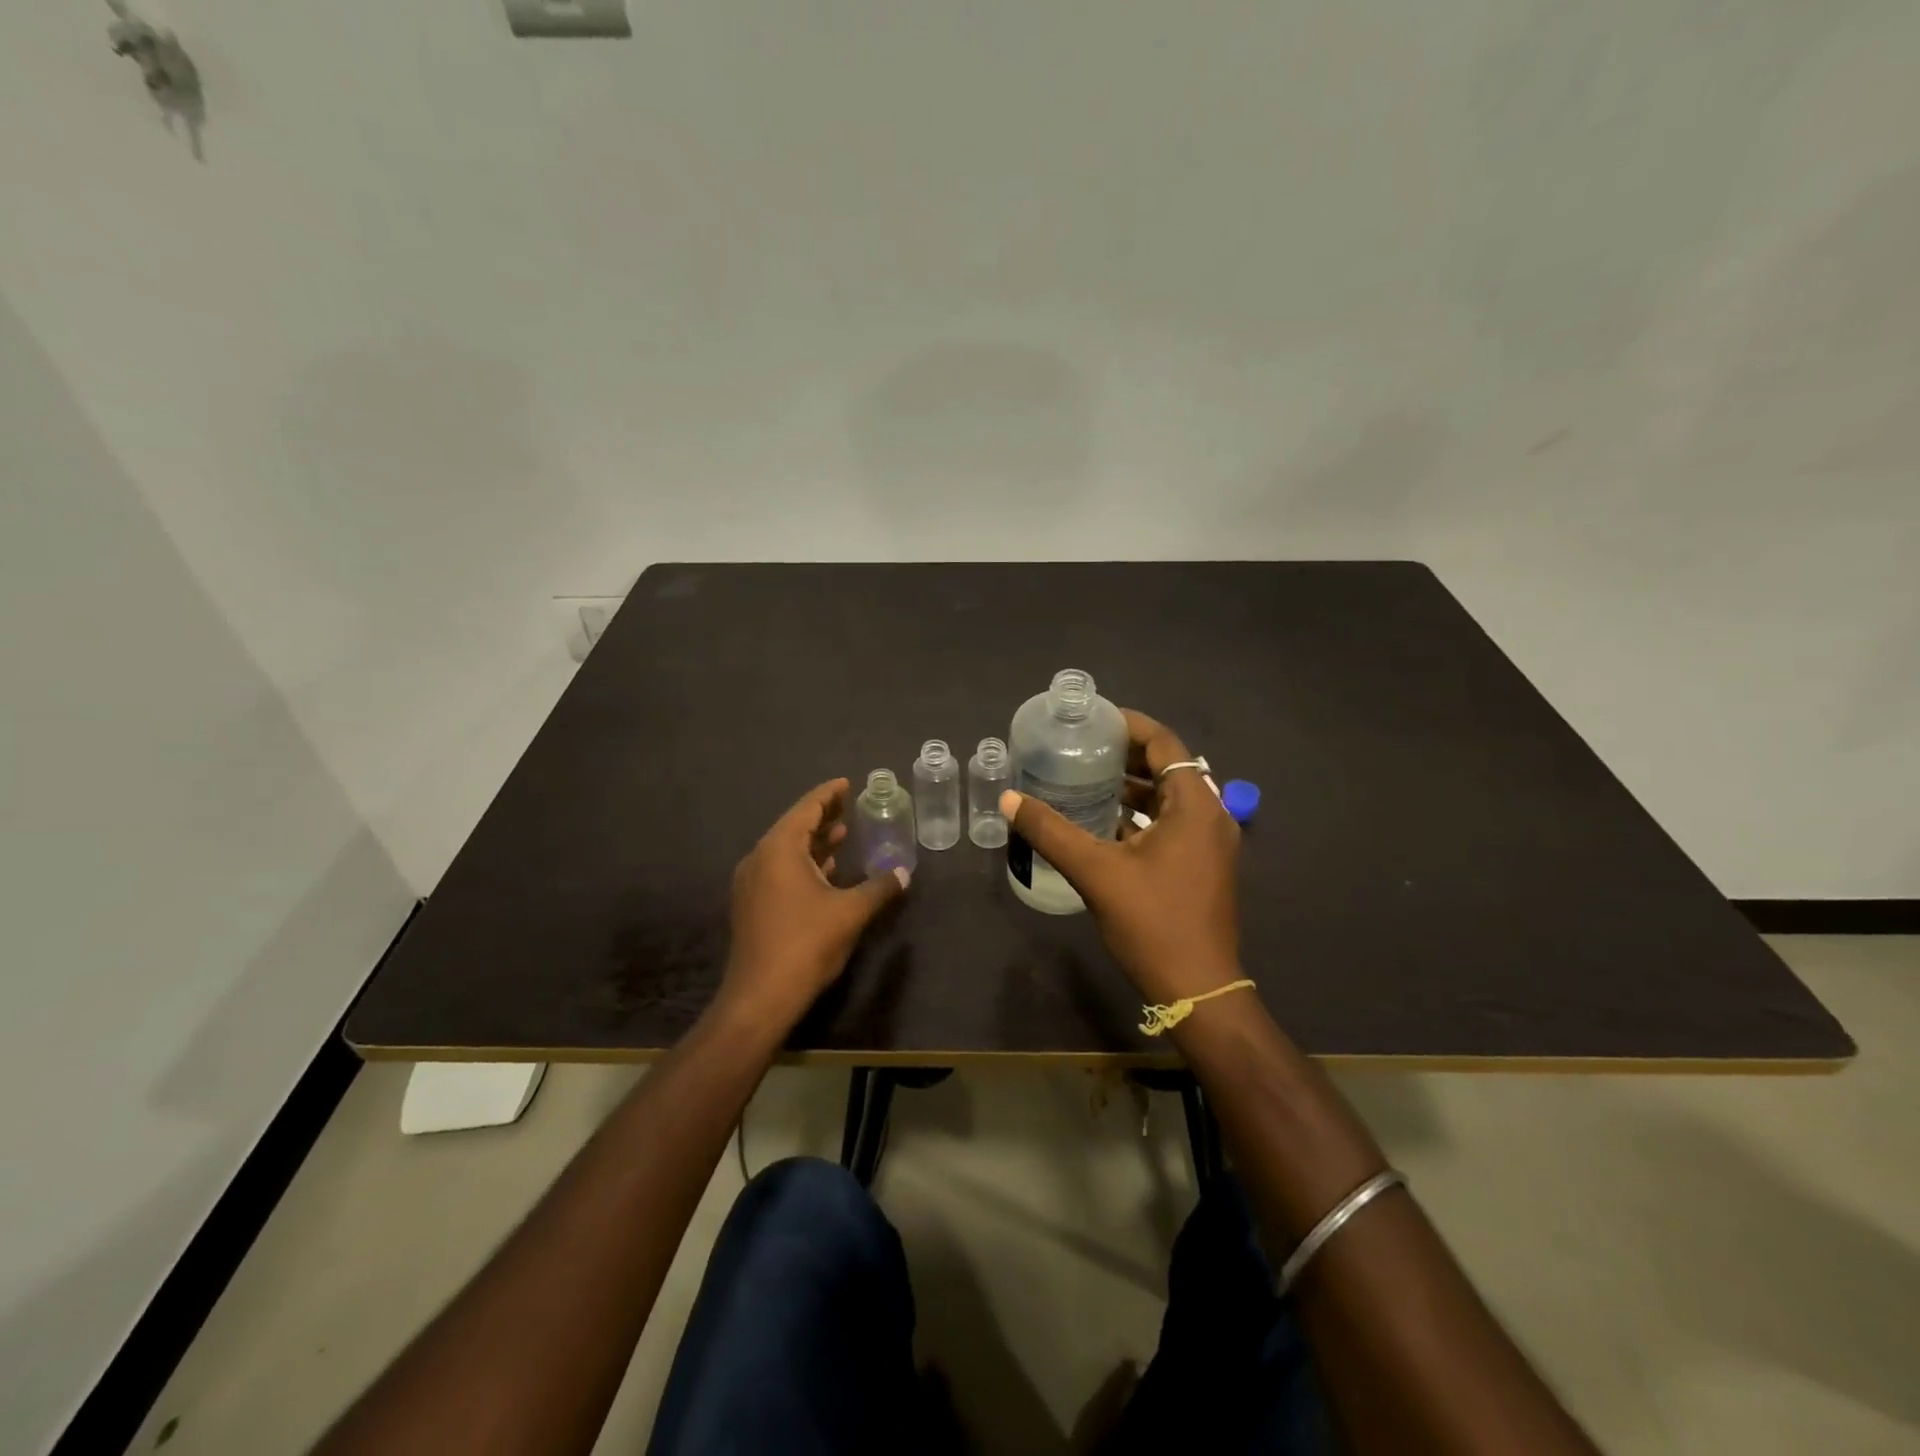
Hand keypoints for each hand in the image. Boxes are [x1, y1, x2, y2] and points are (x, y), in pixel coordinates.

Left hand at [720, 778, 908, 1027]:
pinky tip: (826, 872)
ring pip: (786, 851)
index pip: (806, 809)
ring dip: (814, 842)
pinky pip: (780, 871)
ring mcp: (752, 884)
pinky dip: (804, 863)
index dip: (828, 794)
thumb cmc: (806, 943)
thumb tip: (903, 873)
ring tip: (842, 834)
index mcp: (779, 849)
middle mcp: (760, 859)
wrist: (760, 996)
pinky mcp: (752, 906)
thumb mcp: (850, 912)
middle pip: (794, 827)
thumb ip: (879, 888)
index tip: (846, 783)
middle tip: (848, 804)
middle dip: (822, 816)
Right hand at [1001, 709, 1240, 1005]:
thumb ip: (1051, 831)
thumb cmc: (1152, 923)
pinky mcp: (1204, 865)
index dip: (1128, 725)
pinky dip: (1142, 814)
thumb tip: (1008, 799)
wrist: (1197, 990)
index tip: (1092, 720)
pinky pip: (1173, 823)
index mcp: (1195, 805)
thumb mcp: (1095, 872)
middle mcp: (1211, 816)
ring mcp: (1211, 843)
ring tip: (1088, 779)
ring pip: (1170, 797)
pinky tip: (1106, 822)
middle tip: (1082, 748)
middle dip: (1126, 754)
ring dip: (1134, 786)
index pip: (1164, 743)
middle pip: (1168, 767)